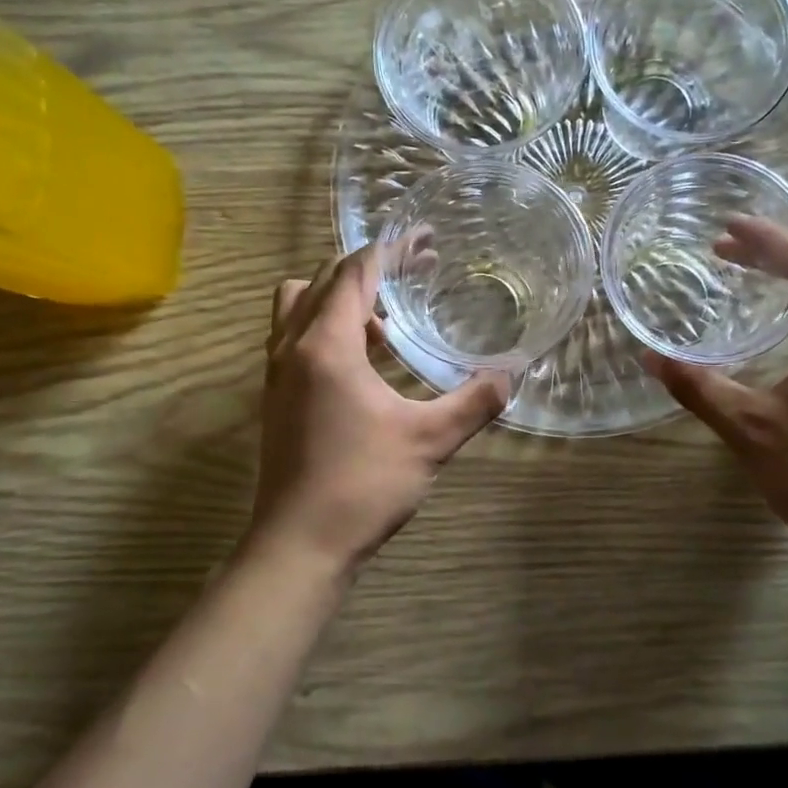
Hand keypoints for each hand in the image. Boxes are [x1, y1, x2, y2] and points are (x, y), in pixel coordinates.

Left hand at [251, 246, 508, 575]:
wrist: (299, 545)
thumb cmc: (363, 485)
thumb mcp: (430, 441)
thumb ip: (475, 401)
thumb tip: (513, 373)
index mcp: (326, 345)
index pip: (355, 273)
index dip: (392, 250)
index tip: (426, 242)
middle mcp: (292, 347)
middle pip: (324, 280)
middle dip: (370, 268)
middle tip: (415, 273)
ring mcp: (276, 373)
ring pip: (298, 306)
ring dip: (339, 299)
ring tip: (386, 323)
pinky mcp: (274, 398)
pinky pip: (295, 338)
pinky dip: (325, 329)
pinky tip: (365, 364)